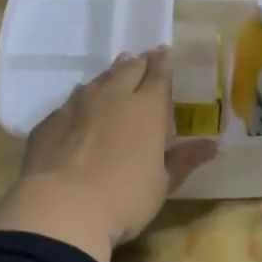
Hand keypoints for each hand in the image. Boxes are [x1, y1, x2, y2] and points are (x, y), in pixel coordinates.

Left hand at [0, 48, 217, 261]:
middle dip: (137, 63)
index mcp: (146, 108)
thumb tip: (212, 145)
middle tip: (142, 61)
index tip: (165, 53)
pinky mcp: (50, 122)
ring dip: (109, 77)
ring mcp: (76, 106)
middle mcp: (111, 97)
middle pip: (127, 68)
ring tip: (113, 79)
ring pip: (96, 81)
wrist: (61, 209)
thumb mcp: (163, 184)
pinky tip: (80, 112)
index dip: (163, 62)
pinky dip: (81, 101)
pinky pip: (70, 103)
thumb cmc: (124, 198)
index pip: (158, 73)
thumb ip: (184, 160)